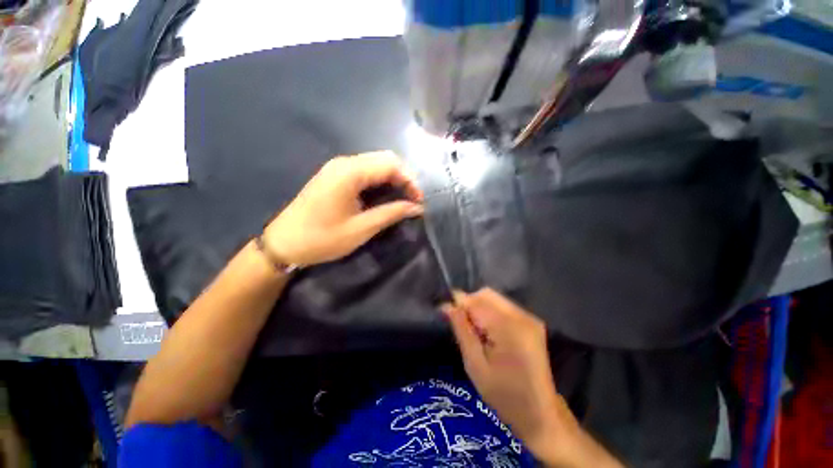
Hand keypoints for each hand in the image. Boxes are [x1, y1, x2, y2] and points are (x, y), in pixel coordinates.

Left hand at [263, 151, 423, 265]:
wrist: (284, 243)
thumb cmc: (323, 238)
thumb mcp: (362, 228)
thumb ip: (391, 213)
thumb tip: (417, 208)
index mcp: (350, 172)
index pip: (391, 164)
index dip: (410, 180)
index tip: (419, 201)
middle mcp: (344, 163)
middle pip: (384, 159)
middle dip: (403, 178)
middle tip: (412, 200)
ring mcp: (338, 168)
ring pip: (375, 164)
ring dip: (392, 179)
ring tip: (402, 200)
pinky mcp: (334, 176)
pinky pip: (365, 171)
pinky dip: (379, 182)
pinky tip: (384, 197)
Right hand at [442, 289, 566, 455]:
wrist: (540, 414)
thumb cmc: (504, 395)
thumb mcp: (475, 365)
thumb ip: (462, 330)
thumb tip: (446, 305)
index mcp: (509, 328)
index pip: (476, 301)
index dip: (457, 303)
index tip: (444, 311)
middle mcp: (521, 316)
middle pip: (486, 294)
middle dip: (469, 304)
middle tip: (461, 325)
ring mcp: (529, 317)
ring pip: (494, 298)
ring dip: (479, 308)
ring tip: (474, 331)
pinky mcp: (531, 321)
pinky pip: (502, 306)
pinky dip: (490, 312)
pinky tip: (488, 332)